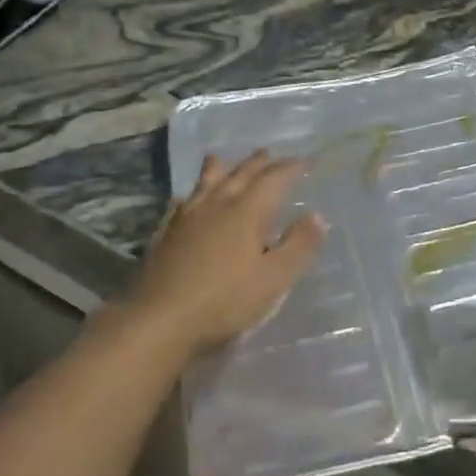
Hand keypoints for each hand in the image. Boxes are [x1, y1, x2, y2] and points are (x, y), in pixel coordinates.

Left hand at [132, 151, 325, 356]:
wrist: (158, 322)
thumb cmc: (224, 302)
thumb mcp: (274, 280)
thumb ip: (299, 246)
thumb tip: (317, 215)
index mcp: (247, 211)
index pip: (274, 178)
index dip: (291, 167)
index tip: (305, 161)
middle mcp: (217, 204)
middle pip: (241, 173)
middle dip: (259, 162)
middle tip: (269, 153)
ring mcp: (187, 217)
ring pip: (206, 181)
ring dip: (220, 168)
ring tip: (223, 158)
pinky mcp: (165, 234)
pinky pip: (180, 203)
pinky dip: (190, 194)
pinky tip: (185, 199)